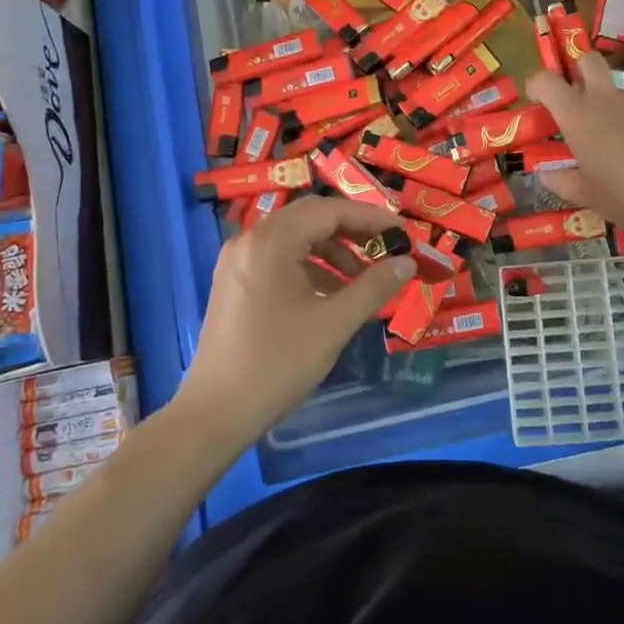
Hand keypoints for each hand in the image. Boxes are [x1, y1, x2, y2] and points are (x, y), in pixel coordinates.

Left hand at [177, 196, 415, 442]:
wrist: (216, 412)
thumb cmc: (278, 363)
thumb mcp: (334, 323)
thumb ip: (374, 287)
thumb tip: (407, 262)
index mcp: (271, 242)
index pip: (329, 211)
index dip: (371, 218)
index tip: (404, 233)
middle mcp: (249, 240)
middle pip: (310, 218)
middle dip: (352, 231)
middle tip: (387, 248)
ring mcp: (237, 261)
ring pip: (294, 239)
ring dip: (332, 251)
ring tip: (363, 277)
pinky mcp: (234, 282)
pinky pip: (279, 258)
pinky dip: (309, 266)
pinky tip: (331, 293)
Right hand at [525, 52, 623, 235]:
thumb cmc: (623, 192)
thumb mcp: (584, 194)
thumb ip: (561, 181)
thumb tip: (546, 173)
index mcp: (576, 114)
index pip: (546, 80)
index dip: (536, 86)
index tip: (536, 103)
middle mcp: (603, 99)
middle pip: (587, 60)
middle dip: (577, 70)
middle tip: (572, 99)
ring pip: (612, 87)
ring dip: (603, 100)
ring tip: (604, 136)